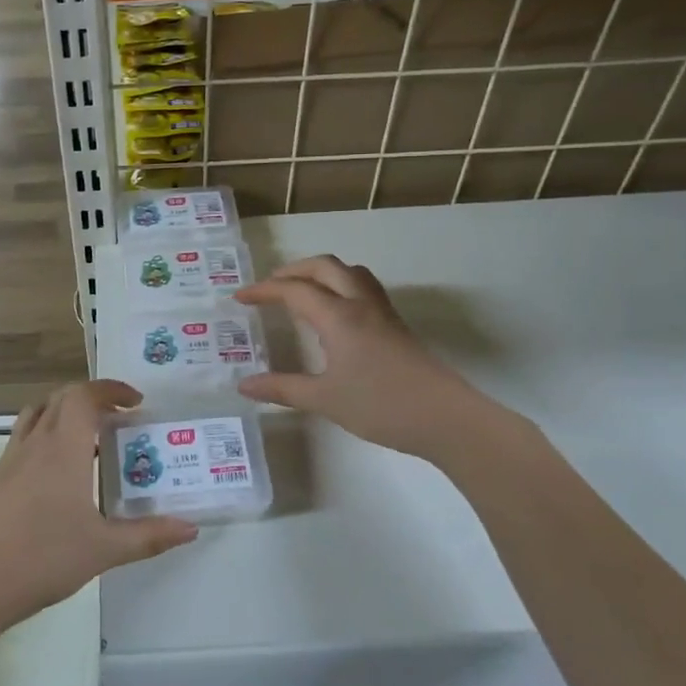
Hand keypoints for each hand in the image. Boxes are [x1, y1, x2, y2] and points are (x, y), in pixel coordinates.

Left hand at [0, 381, 197, 636]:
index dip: (111, 389)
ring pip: (38, 415)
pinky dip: (46, 436)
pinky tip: (59, 474)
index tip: (136, 402)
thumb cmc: (43, 559)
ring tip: (90, 439)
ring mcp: (10, 460)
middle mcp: (35, 444)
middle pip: (61, 399)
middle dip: (93, 399)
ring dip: (65, 413)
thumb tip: (191, 528)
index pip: (84, 396)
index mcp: (63, 448)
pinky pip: (24, 439)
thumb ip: (149, 536)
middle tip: (120, 420)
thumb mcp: (104, 550)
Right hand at [236, 256, 477, 457]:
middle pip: (324, 267)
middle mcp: (360, 304)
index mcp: (338, 316)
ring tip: (301, 290)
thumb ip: (282, 389)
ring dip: (321, 272)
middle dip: (292, 270)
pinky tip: (335, 313)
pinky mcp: (396, 326)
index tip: (239, 297)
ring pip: (349, 272)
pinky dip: (340, 285)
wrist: (445, 417)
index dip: (264, 290)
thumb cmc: (381, 405)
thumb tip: (244, 385)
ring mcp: (382, 313)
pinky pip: (363, 288)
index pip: (294, 290)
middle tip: (269, 287)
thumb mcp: (324, 399)